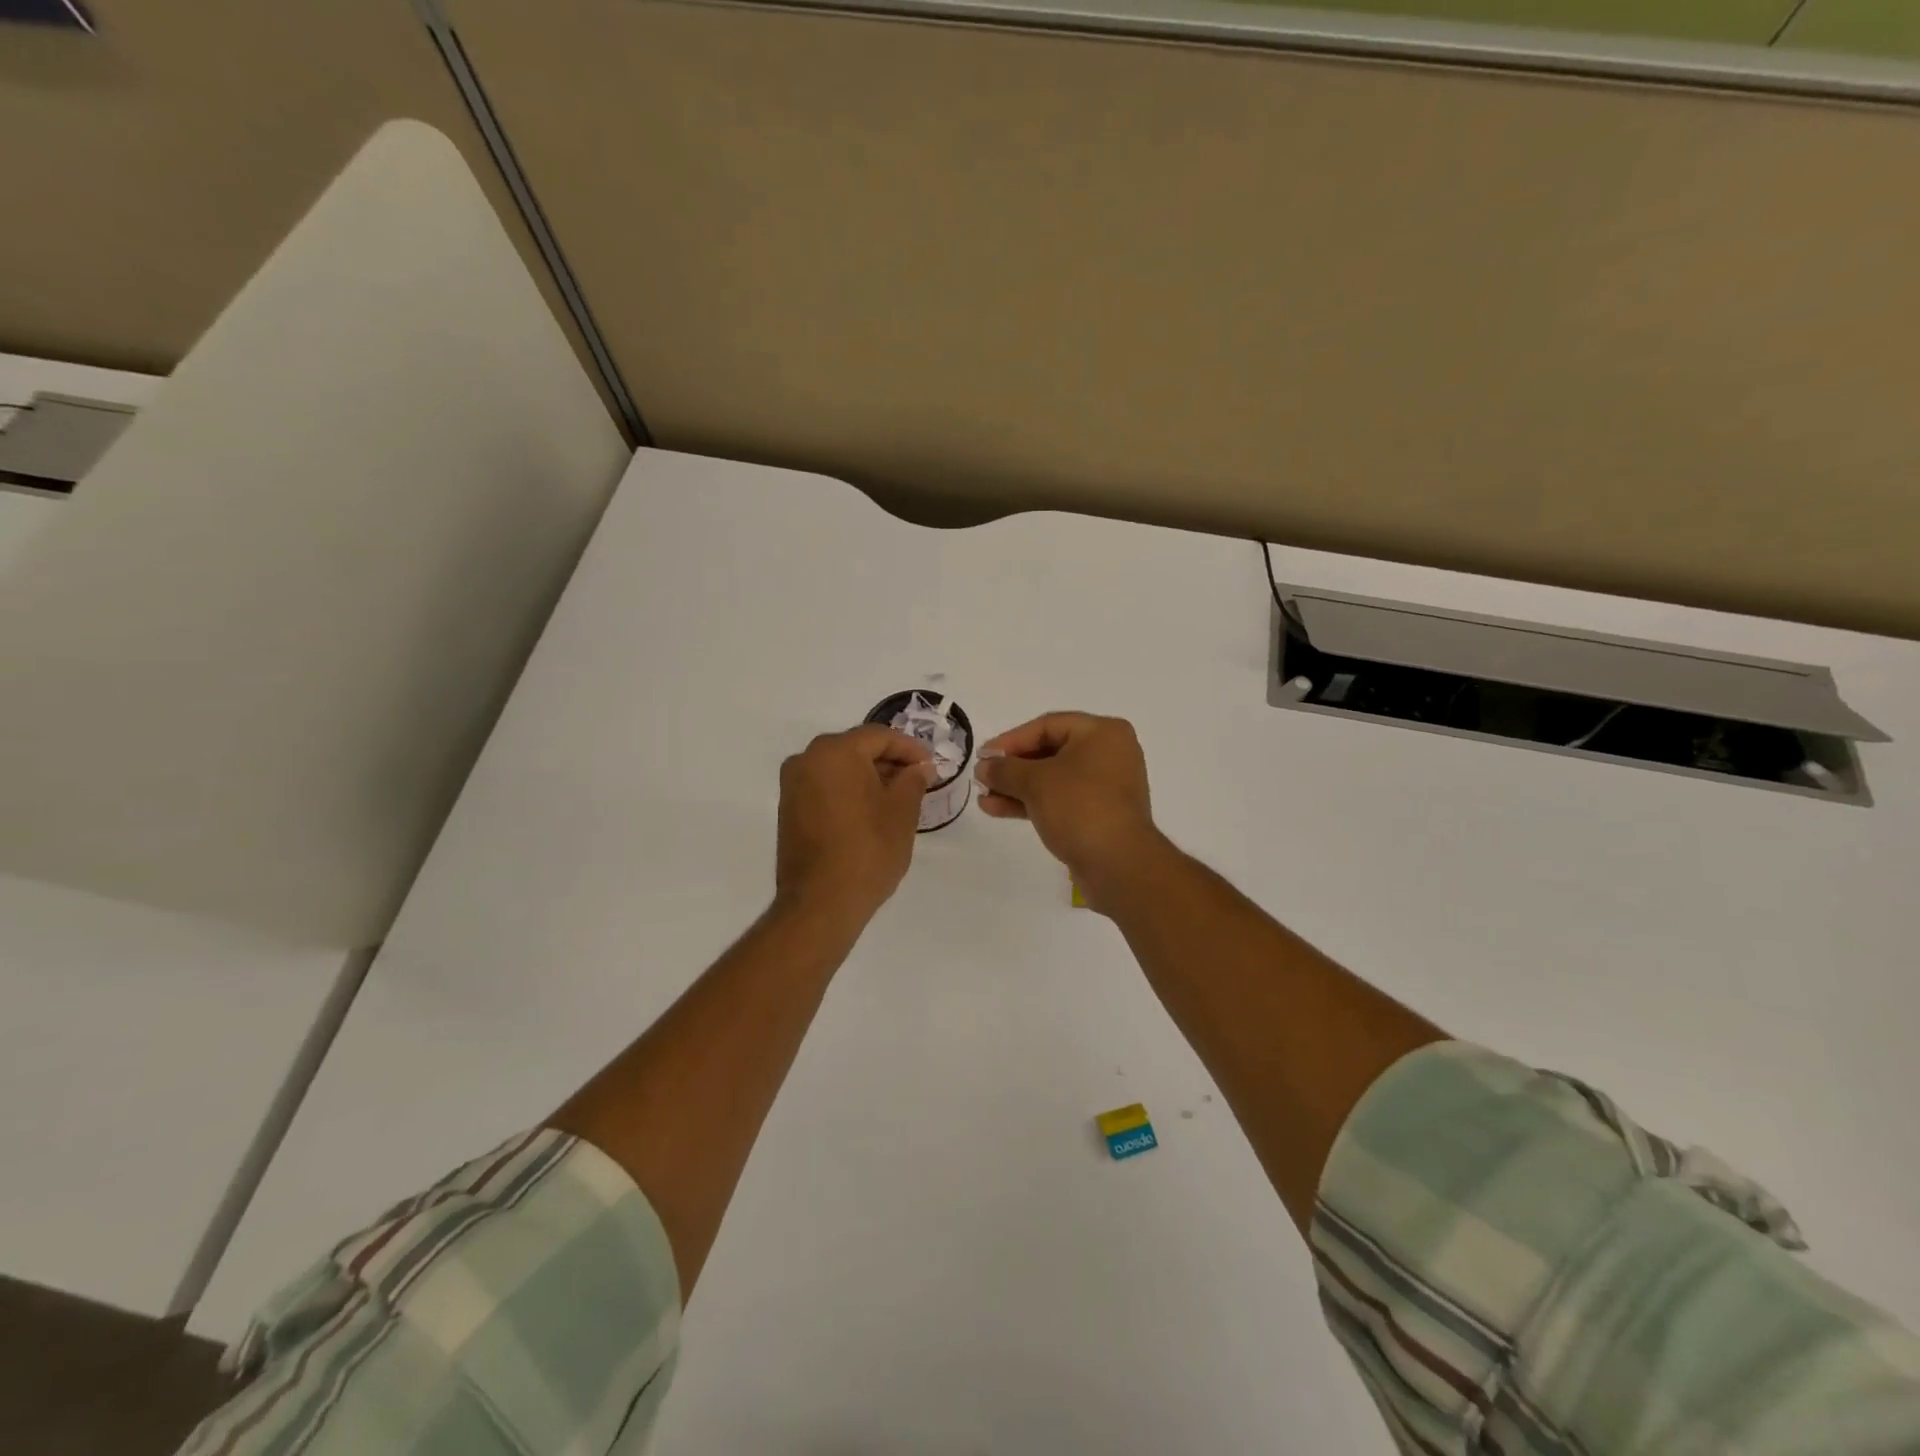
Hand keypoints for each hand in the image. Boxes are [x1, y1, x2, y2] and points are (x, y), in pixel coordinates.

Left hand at [776, 725, 934, 926]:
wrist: (820, 903)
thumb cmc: (868, 850)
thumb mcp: (902, 812)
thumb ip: (913, 781)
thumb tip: (919, 768)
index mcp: (835, 751)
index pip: (879, 736)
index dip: (909, 748)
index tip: (930, 766)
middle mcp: (807, 759)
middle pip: (856, 748)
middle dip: (888, 761)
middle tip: (917, 780)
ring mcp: (793, 784)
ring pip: (839, 768)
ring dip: (868, 776)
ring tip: (897, 798)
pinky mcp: (788, 808)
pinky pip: (824, 786)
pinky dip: (848, 790)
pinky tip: (870, 811)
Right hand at [974, 712, 1166, 910]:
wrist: (1118, 864)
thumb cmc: (1080, 807)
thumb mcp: (1036, 782)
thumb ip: (1005, 770)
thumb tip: (984, 767)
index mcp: (1102, 733)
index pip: (1047, 726)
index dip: (1011, 740)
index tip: (983, 756)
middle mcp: (1108, 753)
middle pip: (1050, 751)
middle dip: (1012, 767)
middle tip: (983, 778)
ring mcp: (1106, 786)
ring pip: (1052, 779)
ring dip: (1017, 788)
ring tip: (985, 799)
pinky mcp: (1099, 814)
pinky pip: (1061, 800)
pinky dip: (1032, 803)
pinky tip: (999, 810)